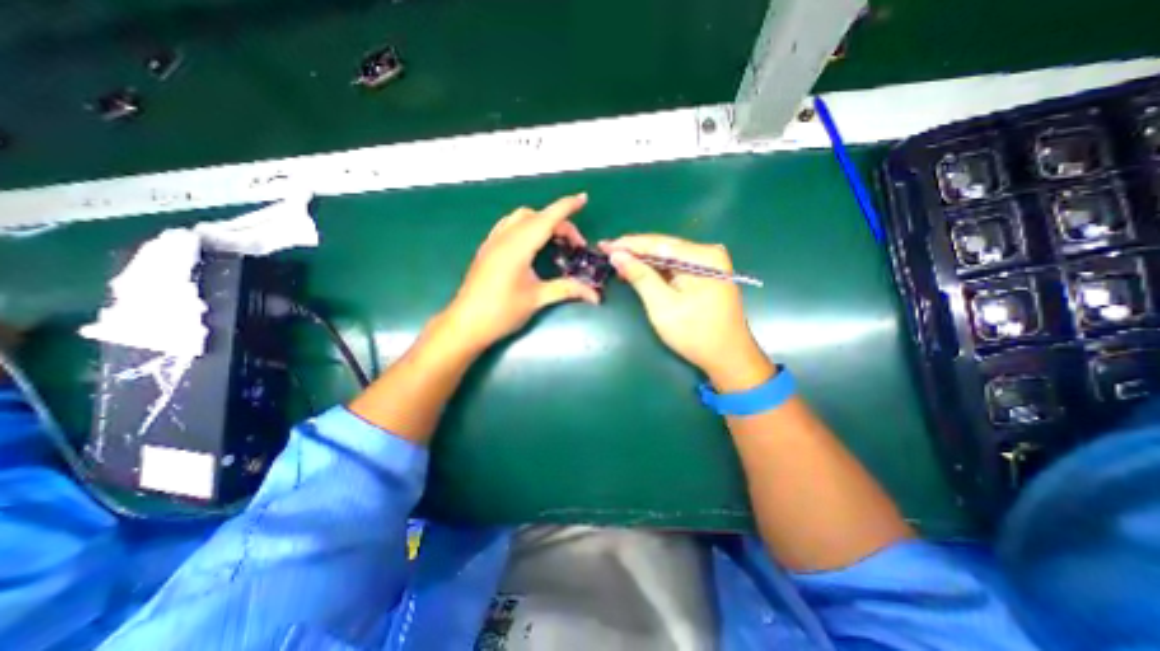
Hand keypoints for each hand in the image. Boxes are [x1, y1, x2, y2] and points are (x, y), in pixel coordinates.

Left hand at [443, 194, 597, 351]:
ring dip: (541, 222)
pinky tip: (532, 244)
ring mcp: (493, 242)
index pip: (547, 219)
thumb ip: (567, 290)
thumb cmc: (501, 312)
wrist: (466, 324)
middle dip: (559, 222)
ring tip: (555, 241)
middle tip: (575, 245)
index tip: (583, 198)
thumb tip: (595, 295)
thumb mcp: (537, 299)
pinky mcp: (487, 249)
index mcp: (518, 247)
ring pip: (520, 218)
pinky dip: (525, 226)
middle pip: (536, 217)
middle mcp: (504, 237)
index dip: (566, 207)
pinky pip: (508, 226)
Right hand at [602, 233, 772, 392]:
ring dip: (643, 261)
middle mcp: (708, 253)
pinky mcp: (705, 276)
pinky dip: (656, 271)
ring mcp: (708, 264)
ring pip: (667, 257)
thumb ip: (640, 276)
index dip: (628, 244)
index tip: (604, 245)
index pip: (658, 243)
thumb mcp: (662, 305)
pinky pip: (674, 267)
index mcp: (701, 256)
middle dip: (634, 252)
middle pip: (663, 247)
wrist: (727, 357)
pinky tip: (638, 272)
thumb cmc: (695, 333)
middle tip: (607, 253)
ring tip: (617, 262)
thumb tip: (617, 255)